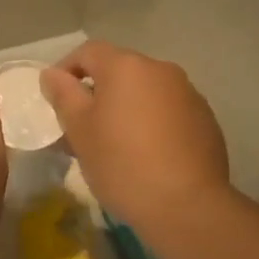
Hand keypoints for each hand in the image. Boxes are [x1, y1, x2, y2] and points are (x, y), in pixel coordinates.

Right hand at [40, 41, 229, 229]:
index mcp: (126, 67)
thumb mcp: (79, 130)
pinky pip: (168, 112)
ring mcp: (188, 94)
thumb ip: (63, 95)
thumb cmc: (122, 163)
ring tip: (115, 145)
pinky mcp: (206, 121)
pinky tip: (147, 156)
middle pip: (119, 71)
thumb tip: (53, 74)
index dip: (66, 70)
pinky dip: (151, 124)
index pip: (88, 52)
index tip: (55, 101)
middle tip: (81, 129)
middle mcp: (161, 70)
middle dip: (97, 93)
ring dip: (126, 108)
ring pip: (145, 92)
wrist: (187, 206)